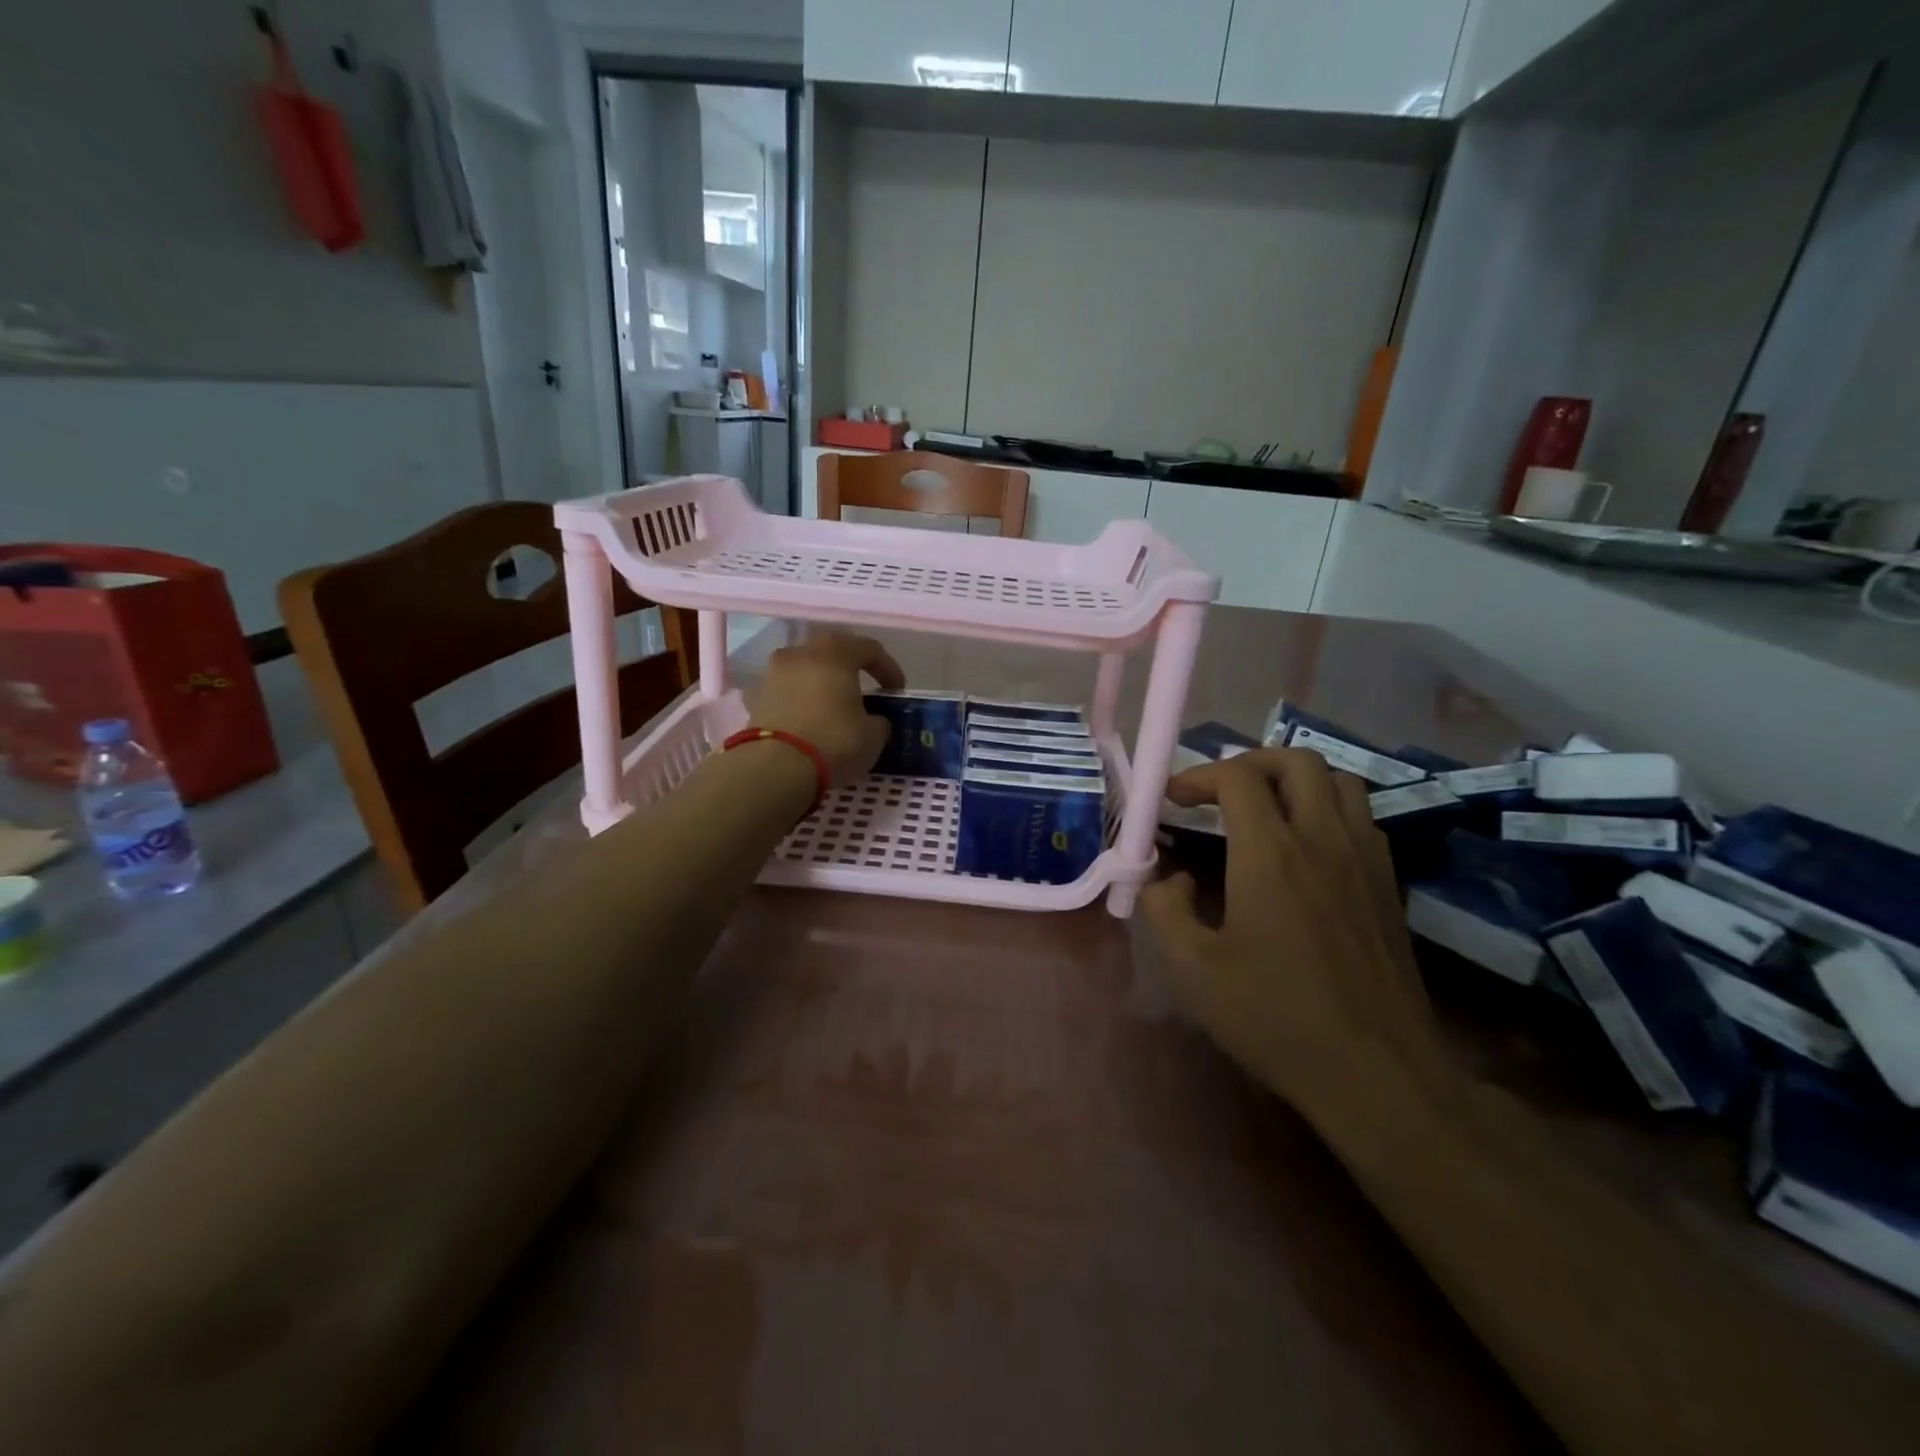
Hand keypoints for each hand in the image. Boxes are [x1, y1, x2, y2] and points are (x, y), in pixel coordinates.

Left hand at [748, 631, 905, 786]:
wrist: (775, 767)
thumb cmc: (834, 741)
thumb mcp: (873, 736)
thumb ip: (878, 721)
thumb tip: (874, 721)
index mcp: (834, 652)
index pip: (869, 649)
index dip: (888, 668)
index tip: (896, 691)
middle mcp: (800, 652)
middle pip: (831, 653)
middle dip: (848, 670)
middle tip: (862, 691)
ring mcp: (772, 673)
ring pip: (804, 670)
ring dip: (819, 684)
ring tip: (832, 708)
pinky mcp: (754, 698)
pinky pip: (785, 692)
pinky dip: (798, 702)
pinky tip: (808, 722)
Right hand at [1136, 748, 1445, 1125]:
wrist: (1377, 1071)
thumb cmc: (1275, 1017)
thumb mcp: (1192, 970)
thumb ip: (1164, 909)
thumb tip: (1170, 879)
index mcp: (1271, 854)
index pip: (1237, 778)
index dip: (1198, 776)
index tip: (1174, 799)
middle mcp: (1323, 839)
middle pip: (1296, 760)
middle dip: (1250, 762)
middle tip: (1220, 791)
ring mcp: (1365, 859)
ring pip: (1339, 781)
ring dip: (1295, 780)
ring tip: (1265, 808)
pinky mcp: (1389, 883)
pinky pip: (1362, 817)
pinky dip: (1328, 808)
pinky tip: (1307, 847)